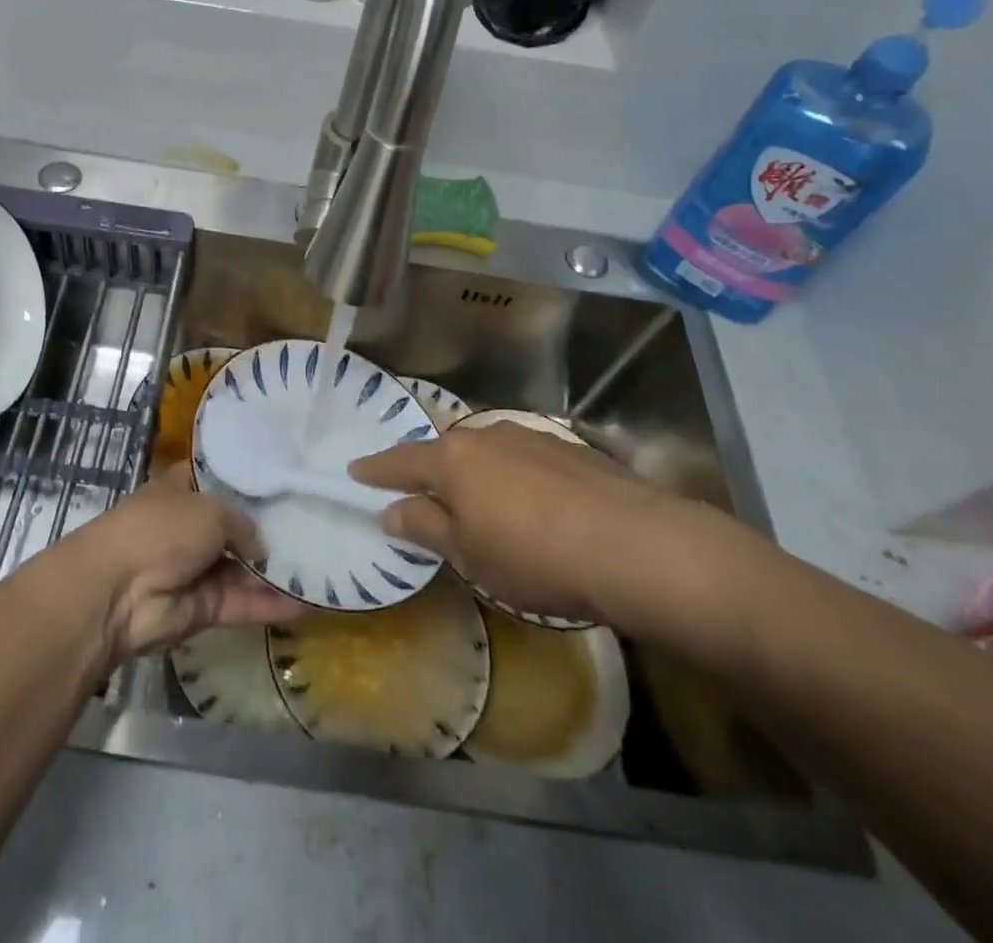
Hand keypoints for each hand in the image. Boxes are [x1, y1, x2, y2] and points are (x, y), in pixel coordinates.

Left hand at [64, 463, 303, 659]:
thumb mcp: (211, 509)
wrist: (118, 592)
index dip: (249, 481)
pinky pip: (242, 602)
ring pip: (243, 568)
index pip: (220, 480)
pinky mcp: (203, 608)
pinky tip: (308, 602)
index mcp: (182, 489)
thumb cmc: (161, 529)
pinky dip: (271, 604)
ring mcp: (196, 569)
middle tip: (316, 526)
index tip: (286, 481)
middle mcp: (190, 526)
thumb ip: (243, 523)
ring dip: (275, 570)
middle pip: (236, 527)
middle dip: (270, 529)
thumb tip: (261, 546)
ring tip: (321, 566)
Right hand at [350, 421, 729, 635]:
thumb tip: (391, 511)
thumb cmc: (535, 557)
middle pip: (447, 453)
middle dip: (434, 474)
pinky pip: (527, 461)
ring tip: (486, 509)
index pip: (401, 462)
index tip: (355, 471)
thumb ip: (426, 528)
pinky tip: (537, 509)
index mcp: (453, 459)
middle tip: (427, 500)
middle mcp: (488, 435)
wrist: (636, 546)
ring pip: (490, 454)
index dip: (376, 470)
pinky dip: (518, 480)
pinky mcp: (572, 449)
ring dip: (480, 477)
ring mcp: (533, 437)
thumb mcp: (470, 555)